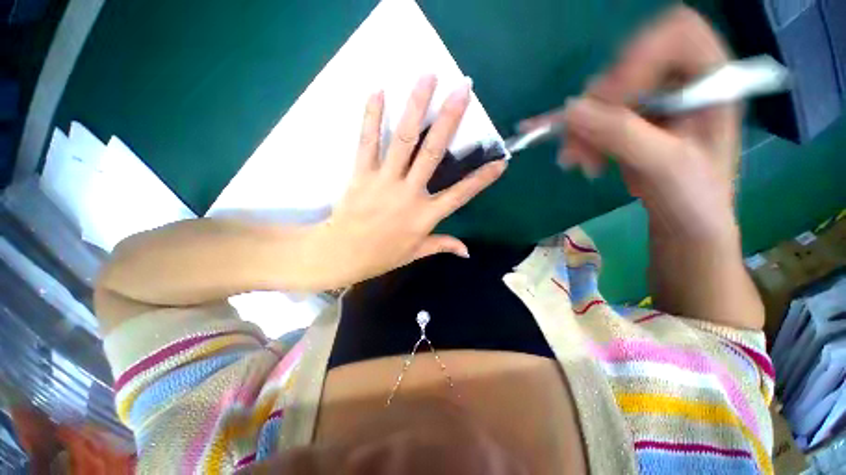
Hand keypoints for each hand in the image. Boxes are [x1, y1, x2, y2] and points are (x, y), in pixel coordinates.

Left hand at [304, 75, 506, 289]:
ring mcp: (384, 181)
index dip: (481, 179)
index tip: (501, 162)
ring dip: (416, 107)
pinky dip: (372, 116)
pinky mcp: (361, 174)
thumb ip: (442, 245)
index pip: (460, 194)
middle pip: (432, 153)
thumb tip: (467, 251)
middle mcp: (409, 194)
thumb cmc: (382, 255)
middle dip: (450, 120)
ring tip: (427, 77)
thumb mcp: (416, 253)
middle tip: (462, 89)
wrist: (343, 254)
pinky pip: (367, 142)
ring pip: (403, 139)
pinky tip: (378, 91)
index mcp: (425, 216)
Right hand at [524, 6, 739, 239]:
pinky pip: (593, 115)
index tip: (612, 100)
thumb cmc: (694, 197)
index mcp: (711, 80)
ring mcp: (651, 100)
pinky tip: (563, 147)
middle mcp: (681, 81)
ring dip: (581, 128)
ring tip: (575, 162)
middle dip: (598, 106)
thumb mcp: (664, 166)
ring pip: (602, 96)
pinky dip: (575, 133)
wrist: (685, 221)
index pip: (675, 35)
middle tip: (579, 144)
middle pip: (628, 67)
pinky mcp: (627, 120)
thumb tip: (570, 110)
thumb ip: (621, 134)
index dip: (640, 58)